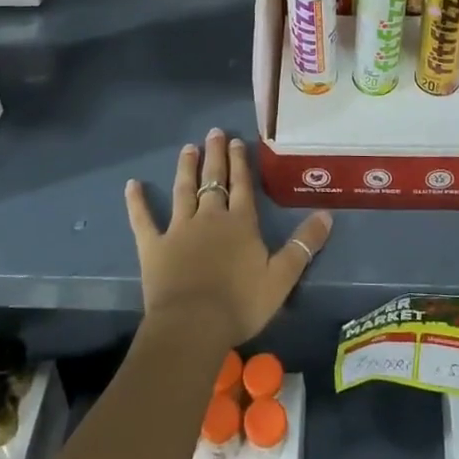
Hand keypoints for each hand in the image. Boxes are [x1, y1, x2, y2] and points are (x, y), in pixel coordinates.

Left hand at [125, 129, 332, 348]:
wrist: (193, 326)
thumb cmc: (240, 303)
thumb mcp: (282, 277)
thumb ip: (303, 245)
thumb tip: (327, 215)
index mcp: (240, 223)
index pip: (242, 185)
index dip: (240, 162)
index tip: (236, 140)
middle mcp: (210, 217)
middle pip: (213, 180)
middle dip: (215, 156)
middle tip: (213, 132)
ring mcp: (179, 229)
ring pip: (183, 191)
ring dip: (186, 168)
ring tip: (188, 148)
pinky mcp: (154, 246)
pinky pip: (143, 219)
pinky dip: (137, 202)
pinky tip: (131, 185)